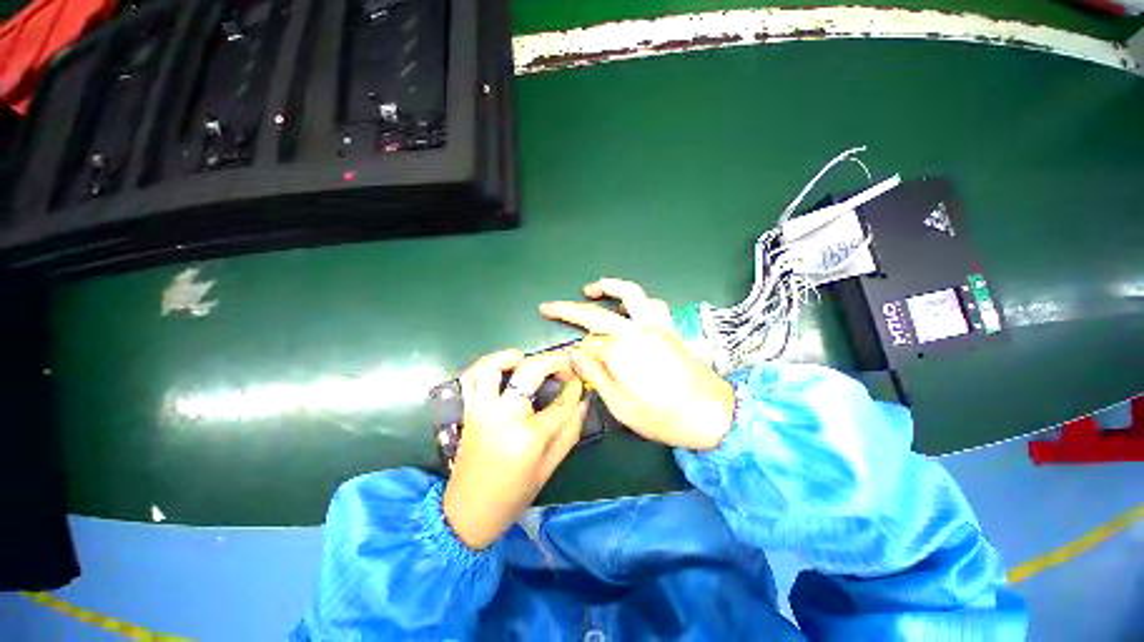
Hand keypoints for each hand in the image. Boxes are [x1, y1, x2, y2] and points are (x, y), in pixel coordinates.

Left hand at [443, 349, 585, 549]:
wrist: (467, 513)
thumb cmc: (512, 495)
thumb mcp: (548, 468)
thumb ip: (569, 432)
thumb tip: (583, 403)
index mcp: (527, 437)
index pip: (560, 402)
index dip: (574, 388)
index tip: (580, 381)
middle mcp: (502, 416)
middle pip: (529, 371)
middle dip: (553, 361)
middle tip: (565, 365)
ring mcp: (481, 410)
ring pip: (491, 366)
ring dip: (512, 356)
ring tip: (528, 361)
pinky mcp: (468, 410)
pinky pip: (470, 377)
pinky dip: (486, 366)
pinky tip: (502, 371)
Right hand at [540, 278, 734, 450]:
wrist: (710, 415)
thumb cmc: (661, 417)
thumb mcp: (619, 404)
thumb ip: (595, 374)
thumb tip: (575, 353)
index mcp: (620, 351)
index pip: (587, 345)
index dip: (577, 354)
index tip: (573, 364)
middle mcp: (635, 330)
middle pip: (595, 313)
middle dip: (567, 308)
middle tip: (548, 306)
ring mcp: (655, 325)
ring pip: (630, 294)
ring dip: (608, 287)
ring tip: (590, 289)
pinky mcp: (668, 328)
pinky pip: (653, 304)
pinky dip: (638, 300)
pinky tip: (630, 308)